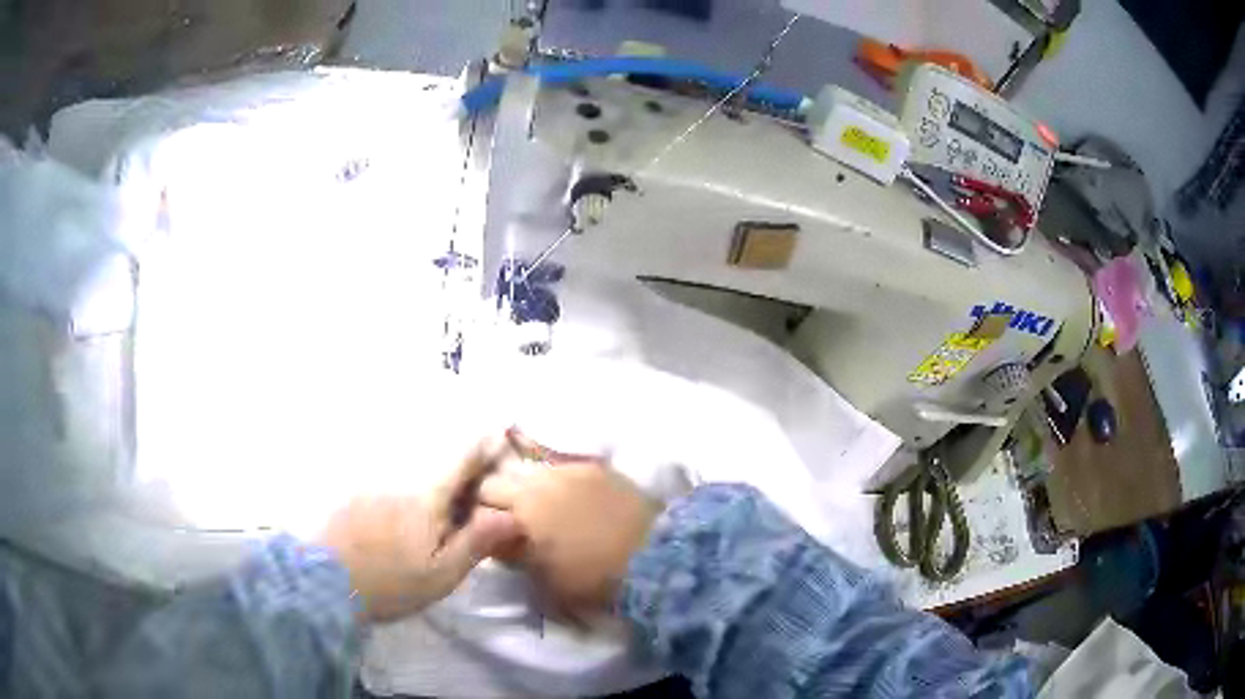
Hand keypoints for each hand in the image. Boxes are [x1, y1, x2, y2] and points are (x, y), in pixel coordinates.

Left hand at [318, 438, 522, 622]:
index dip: (485, 445)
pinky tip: (403, 518)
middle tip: (473, 498)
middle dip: (462, 469)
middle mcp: (400, 477)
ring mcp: (373, 482)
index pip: (462, 455)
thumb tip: (512, 514)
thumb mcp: (441, 574)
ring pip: (413, 469)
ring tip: (439, 513)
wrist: (325, 584)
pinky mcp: (354, 493)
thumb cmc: (390, 583)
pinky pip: (390, 479)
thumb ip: (477, 542)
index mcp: (427, 496)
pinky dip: (406, 489)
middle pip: (439, 459)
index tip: (500, 444)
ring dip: (433, 480)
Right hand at [480, 434, 659, 616]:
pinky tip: (564, 497)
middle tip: (508, 520)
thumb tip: (495, 538)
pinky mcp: (595, 467)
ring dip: (525, 487)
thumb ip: (511, 553)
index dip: (478, 519)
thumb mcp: (543, 579)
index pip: (479, 503)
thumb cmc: (594, 578)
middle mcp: (539, 481)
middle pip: (498, 479)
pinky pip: (560, 467)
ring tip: (538, 508)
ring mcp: (568, 470)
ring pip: (528, 471)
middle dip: (496, 498)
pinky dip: (554, 481)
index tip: (485, 533)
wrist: (654, 557)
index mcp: (521, 510)